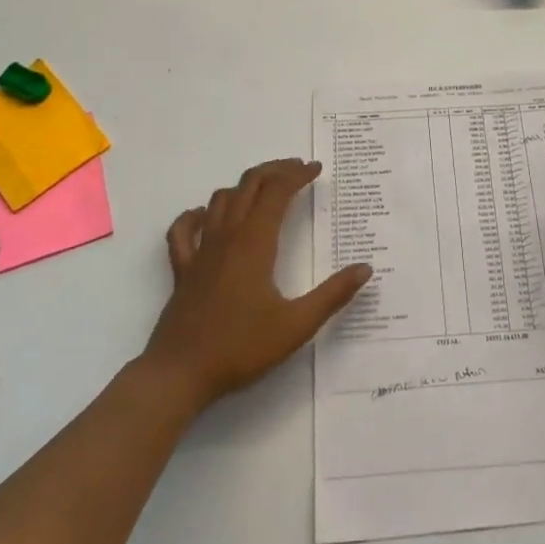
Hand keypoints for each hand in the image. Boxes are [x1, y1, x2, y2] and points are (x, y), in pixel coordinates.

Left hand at [141, 158, 370, 409]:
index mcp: (255, 243)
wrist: (179, 374)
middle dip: (275, 170)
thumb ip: (333, 295)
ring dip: (244, 186)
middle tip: (297, 169)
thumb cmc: (240, 348)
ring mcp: (201, 251)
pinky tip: (207, 217)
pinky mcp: (183, 269)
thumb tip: (364, 268)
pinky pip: (184, 230)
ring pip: (220, 200)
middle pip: (249, 185)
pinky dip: (196, 215)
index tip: (316, 169)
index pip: (277, 192)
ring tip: (265, 189)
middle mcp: (227, 237)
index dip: (297, 175)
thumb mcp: (296, 325)